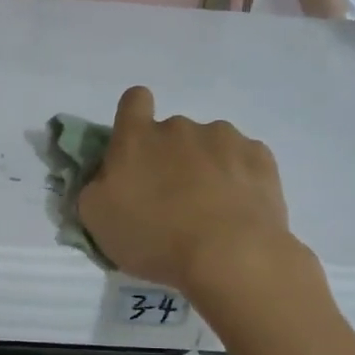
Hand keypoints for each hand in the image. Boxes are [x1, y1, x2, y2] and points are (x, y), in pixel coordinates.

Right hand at [78, 86, 299, 296]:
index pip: (133, 101)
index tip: (138, 148)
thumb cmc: (154, 237)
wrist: (229, 254)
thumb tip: (107, 177)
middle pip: (173, 132)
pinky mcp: (259, 156)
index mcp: (137, 138)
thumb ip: (96, 187)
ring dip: (208, 167)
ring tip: (213, 211)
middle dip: (172, 158)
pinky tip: (240, 210)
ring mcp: (224, 137)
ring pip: (211, 145)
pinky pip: (244, 160)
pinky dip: (240, 179)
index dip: (134, 117)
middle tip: (174, 201)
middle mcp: (180, 127)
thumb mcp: (97, 219)